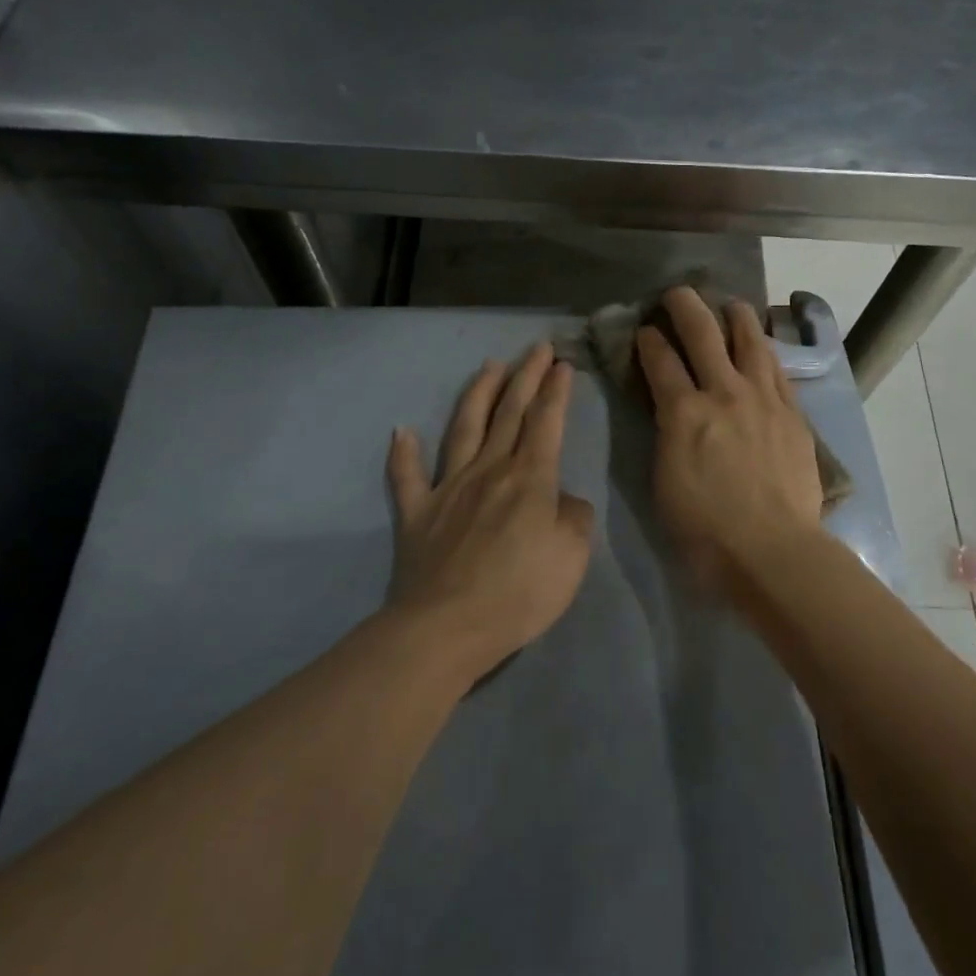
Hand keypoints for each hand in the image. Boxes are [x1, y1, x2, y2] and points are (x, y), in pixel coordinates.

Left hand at [386, 343, 595, 678]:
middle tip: (537, 347)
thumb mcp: (572, 557)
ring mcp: (449, 488)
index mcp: (530, 478)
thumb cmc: (520, 592)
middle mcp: (489, 470)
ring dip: (478, 394)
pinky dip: (403, 453)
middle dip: (526, 376)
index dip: (556, 390)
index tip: (563, 363)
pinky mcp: (418, 514)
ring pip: (465, 429)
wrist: (448, 627)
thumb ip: (574, 518)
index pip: (546, 422)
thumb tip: (562, 499)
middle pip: (509, 413)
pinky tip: (401, 430)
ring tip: (488, 367)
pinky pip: (407, 477)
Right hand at [636, 288, 824, 598]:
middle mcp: (724, 392)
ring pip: (749, 341)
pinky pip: (776, 369)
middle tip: (677, 294)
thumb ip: (666, 434)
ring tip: (730, 305)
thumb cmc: (705, 528)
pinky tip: (762, 345)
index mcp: (684, 412)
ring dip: (736, 316)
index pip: (659, 360)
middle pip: (703, 333)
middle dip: (685, 306)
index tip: (644, 330)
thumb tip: (670, 410)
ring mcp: (763, 398)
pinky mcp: (791, 412)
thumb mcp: (664, 480)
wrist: (772, 548)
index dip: (648, 340)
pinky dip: (765, 350)